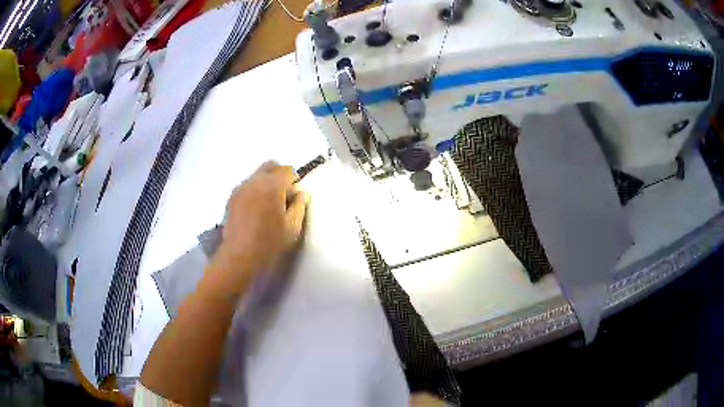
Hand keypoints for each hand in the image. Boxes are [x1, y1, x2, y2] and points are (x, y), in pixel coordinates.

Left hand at [207, 161, 307, 296]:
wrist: (239, 255)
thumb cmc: (269, 242)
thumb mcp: (292, 227)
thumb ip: (300, 206)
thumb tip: (302, 193)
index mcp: (272, 186)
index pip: (287, 170)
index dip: (294, 181)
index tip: (294, 197)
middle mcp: (255, 181)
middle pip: (271, 166)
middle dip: (280, 175)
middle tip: (283, 196)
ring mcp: (241, 188)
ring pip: (257, 175)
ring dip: (266, 183)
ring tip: (268, 205)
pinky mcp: (232, 197)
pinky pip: (247, 185)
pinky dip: (255, 190)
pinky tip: (255, 210)